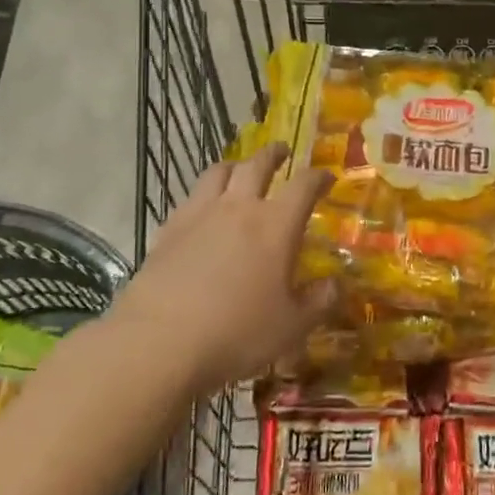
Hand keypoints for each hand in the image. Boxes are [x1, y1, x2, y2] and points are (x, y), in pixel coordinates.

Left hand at [114, 145, 334, 396]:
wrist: (158, 342)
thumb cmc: (237, 333)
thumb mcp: (291, 327)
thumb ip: (318, 302)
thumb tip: (335, 286)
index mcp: (276, 224)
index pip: (304, 185)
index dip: (318, 177)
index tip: (327, 177)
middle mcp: (239, 208)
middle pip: (257, 165)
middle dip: (273, 154)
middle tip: (282, 151)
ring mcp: (199, 215)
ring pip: (218, 172)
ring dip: (235, 165)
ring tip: (240, 169)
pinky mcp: (168, 231)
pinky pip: (190, 199)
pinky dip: (203, 195)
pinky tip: (203, 210)